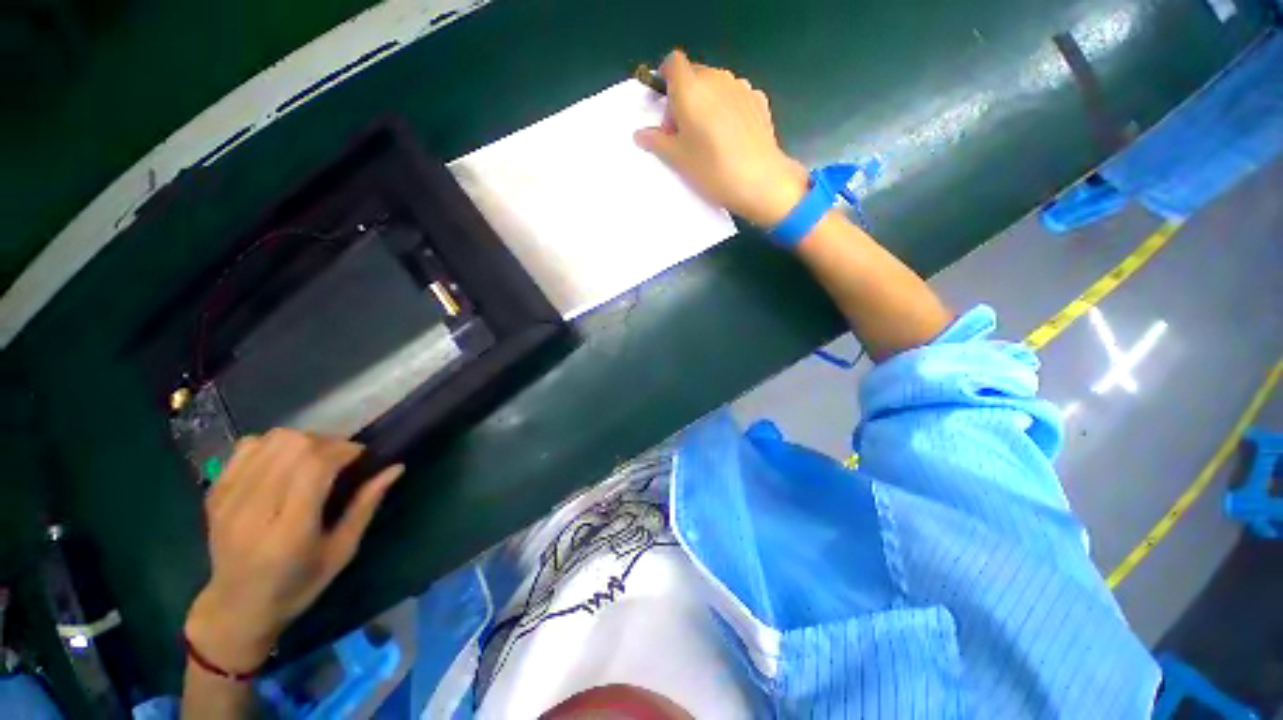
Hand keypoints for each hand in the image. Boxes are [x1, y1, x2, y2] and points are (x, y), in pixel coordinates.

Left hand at [184, 429, 402, 672]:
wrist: (236, 608)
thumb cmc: (298, 585)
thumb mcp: (342, 551)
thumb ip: (366, 505)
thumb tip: (395, 468)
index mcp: (289, 531)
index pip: (315, 466)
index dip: (343, 450)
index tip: (361, 456)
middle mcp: (253, 510)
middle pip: (293, 446)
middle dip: (327, 443)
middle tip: (341, 458)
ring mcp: (228, 499)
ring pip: (271, 440)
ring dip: (303, 441)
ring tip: (315, 458)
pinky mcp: (215, 493)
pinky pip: (247, 447)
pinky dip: (274, 445)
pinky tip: (285, 462)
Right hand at [634, 50, 807, 226]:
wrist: (760, 181)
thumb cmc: (712, 169)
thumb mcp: (678, 159)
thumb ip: (656, 141)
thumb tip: (640, 134)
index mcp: (691, 89)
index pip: (673, 62)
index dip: (666, 79)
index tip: (665, 105)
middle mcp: (717, 79)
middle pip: (694, 75)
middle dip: (684, 97)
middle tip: (683, 132)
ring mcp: (741, 87)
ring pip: (716, 85)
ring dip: (706, 102)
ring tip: (708, 136)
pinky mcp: (759, 100)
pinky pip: (735, 96)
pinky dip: (727, 108)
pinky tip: (731, 136)